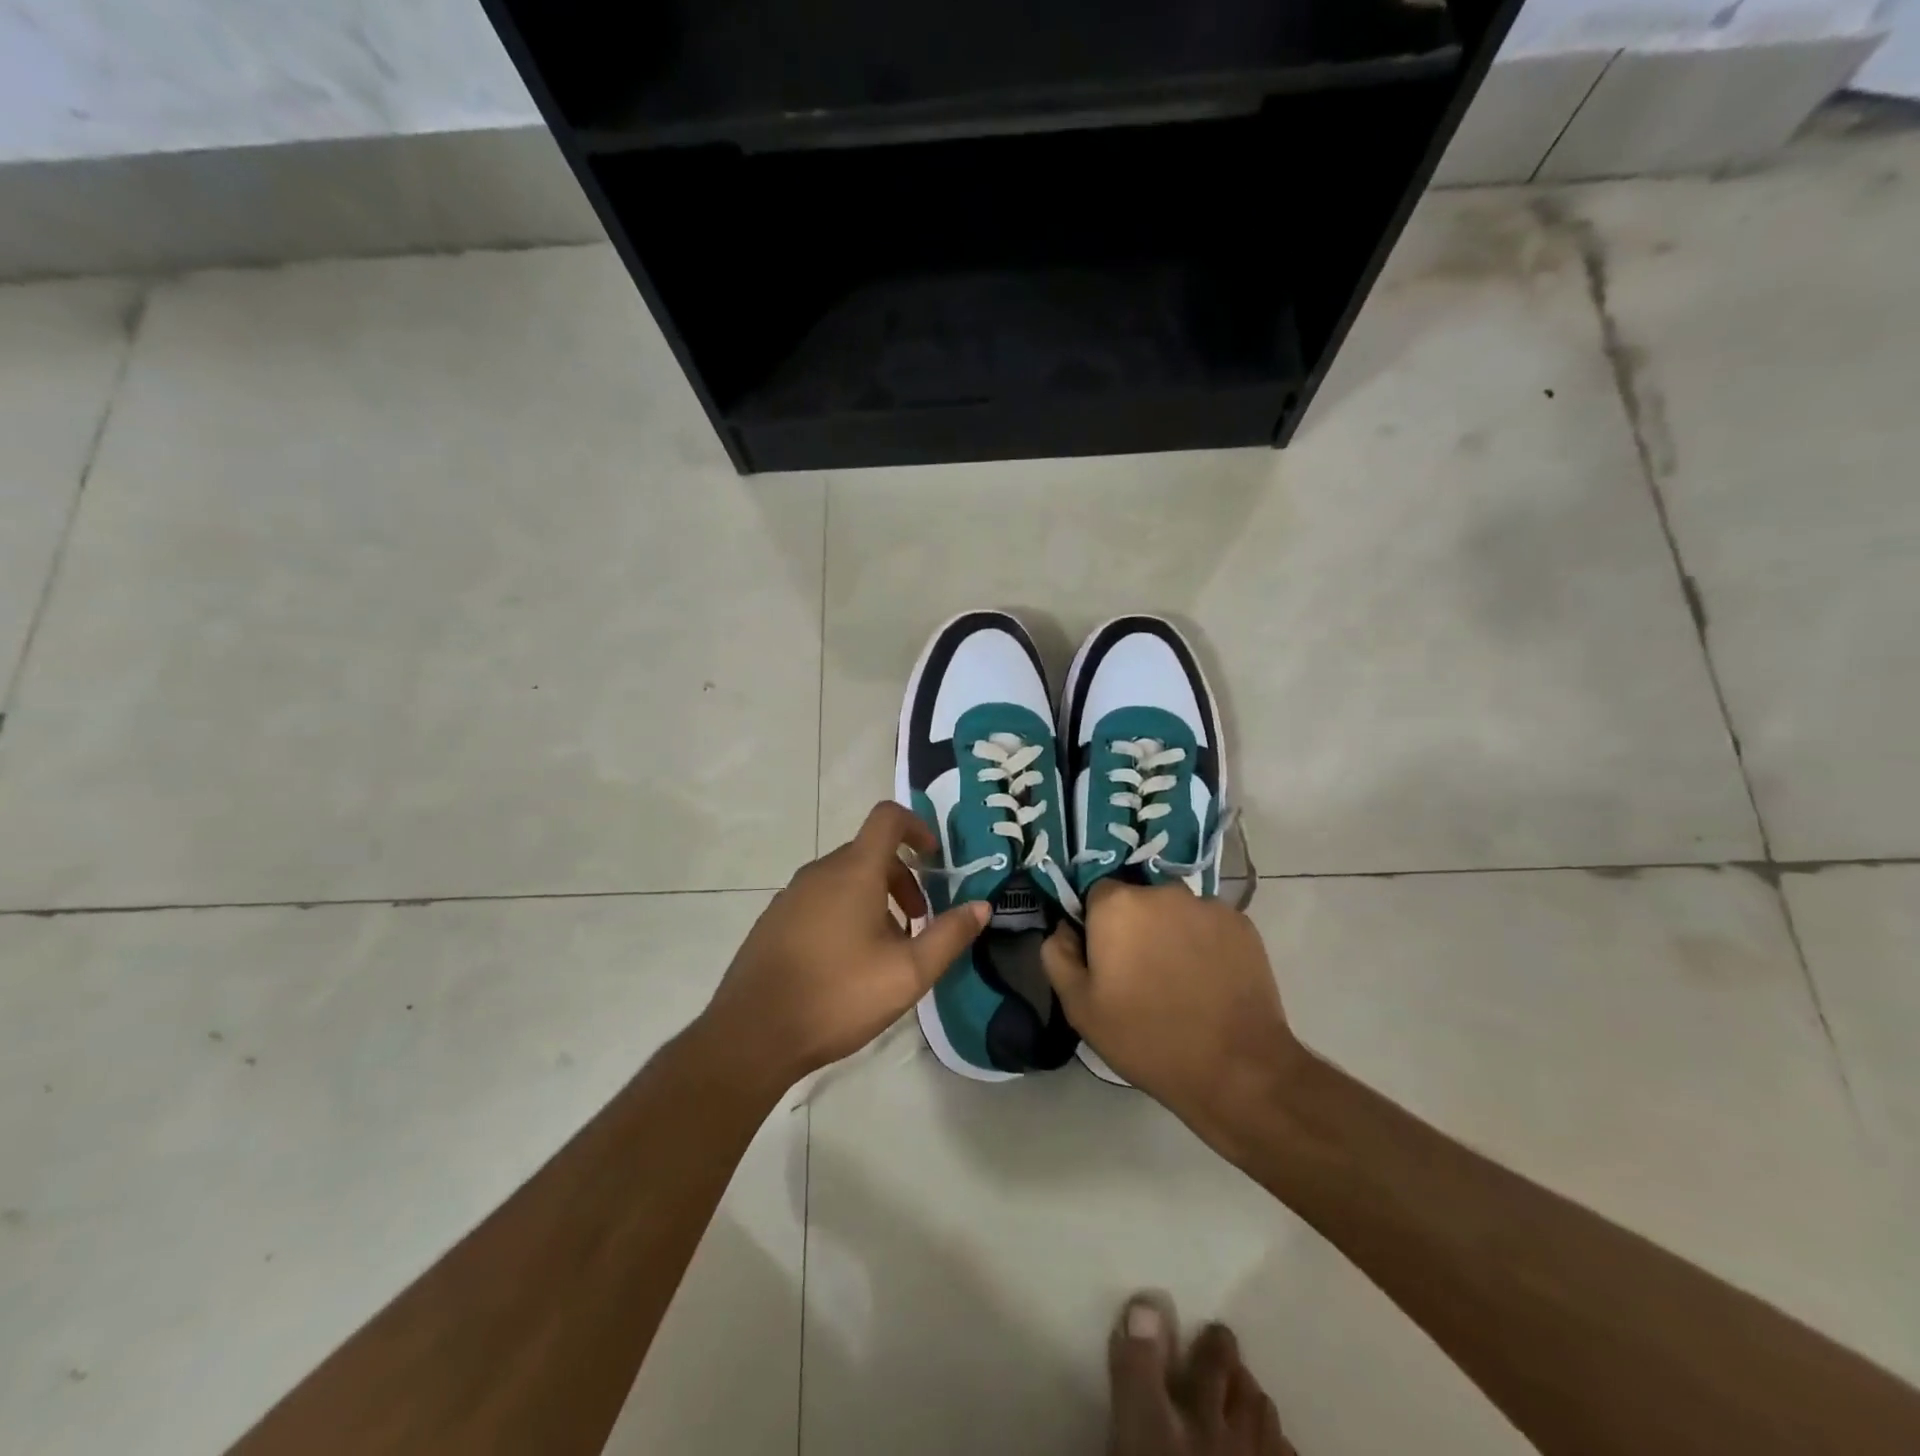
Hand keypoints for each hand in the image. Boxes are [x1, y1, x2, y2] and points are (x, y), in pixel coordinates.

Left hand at [701, 801, 988, 1091]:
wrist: (752, 1034)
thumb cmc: (838, 995)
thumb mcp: (908, 972)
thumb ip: (949, 935)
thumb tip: (982, 906)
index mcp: (853, 872)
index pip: (887, 818)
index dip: (917, 827)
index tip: (935, 857)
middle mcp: (820, 872)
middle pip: (869, 853)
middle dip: (902, 879)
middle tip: (919, 922)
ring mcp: (791, 895)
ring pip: (844, 879)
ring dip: (875, 899)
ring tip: (886, 949)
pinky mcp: (774, 920)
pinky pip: (820, 899)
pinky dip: (845, 912)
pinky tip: (847, 962)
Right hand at [1041, 881, 1301, 1146]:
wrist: (1235, 1069)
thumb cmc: (1146, 1037)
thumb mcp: (1080, 1007)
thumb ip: (1058, 955)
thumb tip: (1064, 928)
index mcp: (1117, 905)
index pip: (1095, 894)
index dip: (1096, 924)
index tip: (1105, 959)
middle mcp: (1162, 891)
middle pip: (1138, 899)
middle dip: (1135, 926)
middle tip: (1141, 973)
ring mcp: (1207, 905)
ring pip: (1175, 911)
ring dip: (1171, 933)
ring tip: (1179, 981)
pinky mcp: (1242, 924)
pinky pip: (1209, 925)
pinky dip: (1205, 944)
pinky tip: (1209, 982)